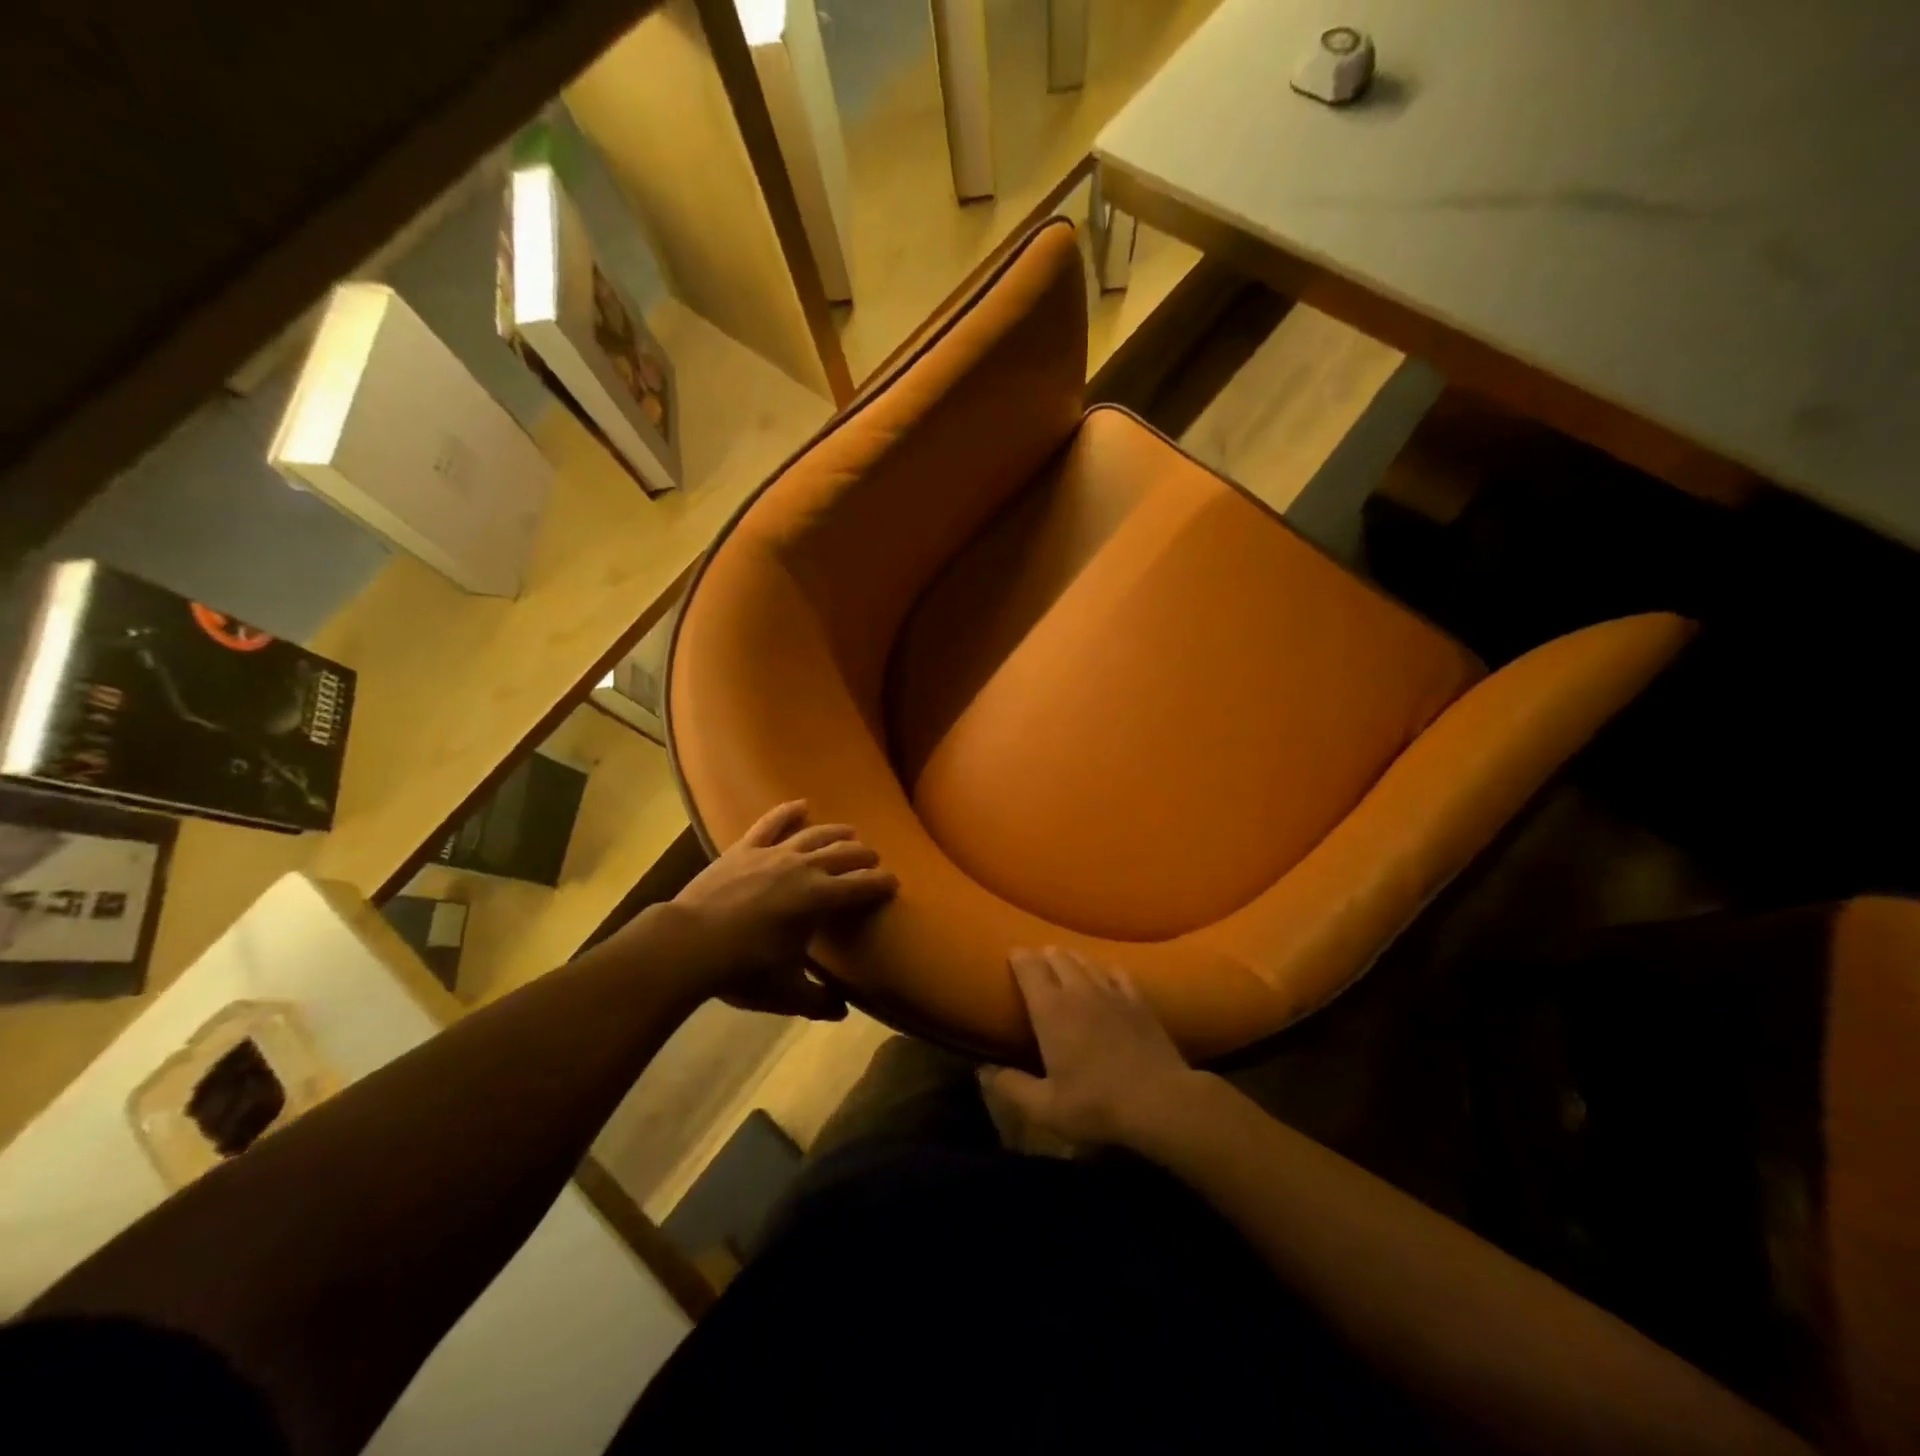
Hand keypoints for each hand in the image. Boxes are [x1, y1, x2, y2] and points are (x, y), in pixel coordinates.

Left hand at [670, 800, 896, 1018]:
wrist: (689, 943)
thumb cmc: (743, 969)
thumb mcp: (786, 993)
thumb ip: (818, 1001)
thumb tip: (841, 1011)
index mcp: (820, 898)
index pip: (863, 886)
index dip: (882, 884)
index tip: (894, 884)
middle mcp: (804, 868)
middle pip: (844, 854)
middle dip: (864, 856)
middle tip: (874, 860)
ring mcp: (774, 853)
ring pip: (814, 834)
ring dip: (837, 832)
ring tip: (850, 833)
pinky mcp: (745, 848)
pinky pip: (771, 823)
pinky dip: (788, 811)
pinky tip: (801, 805)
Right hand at [985, 947, 1200, 1146]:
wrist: (1160, 1101)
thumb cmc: (1096, 1105)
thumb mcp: (1045, 1108)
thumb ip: (1012, 1087)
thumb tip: (983, 1070)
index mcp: (1051, 1010)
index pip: (1029, 968)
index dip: (1019, 957)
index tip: (1012, 954)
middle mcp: (1078, 991)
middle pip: (1058, 957)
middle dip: (1043, 955)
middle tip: (1036, 959)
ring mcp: (1111, 992)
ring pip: (1086, 961)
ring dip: (1071, 957)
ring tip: (1064, 958)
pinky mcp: (1138, 1001)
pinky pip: (1117, 972)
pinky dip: (1104, 968)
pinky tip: (1104, 972)